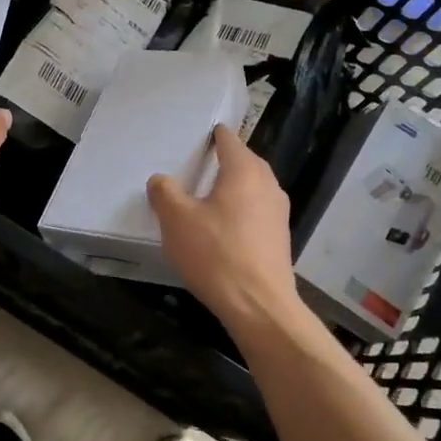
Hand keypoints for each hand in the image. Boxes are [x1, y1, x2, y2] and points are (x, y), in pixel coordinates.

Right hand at [147, 125, 302, 329]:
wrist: (259, 305)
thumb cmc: (216, 254)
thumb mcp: (176, 220)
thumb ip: (165, 192)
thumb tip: (161, 180)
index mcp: (245, 171)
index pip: (229, 140)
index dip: (212, 135)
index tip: (196, 138)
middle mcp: (268, 184)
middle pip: (244, 162)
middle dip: (222, 162)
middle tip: (195, 168)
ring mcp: (278, 212)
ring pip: (251, 189)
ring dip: (231, 189)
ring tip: (205, 199)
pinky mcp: (279, 238)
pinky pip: (255, 213)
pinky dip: (239, 212)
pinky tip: (221, 230)